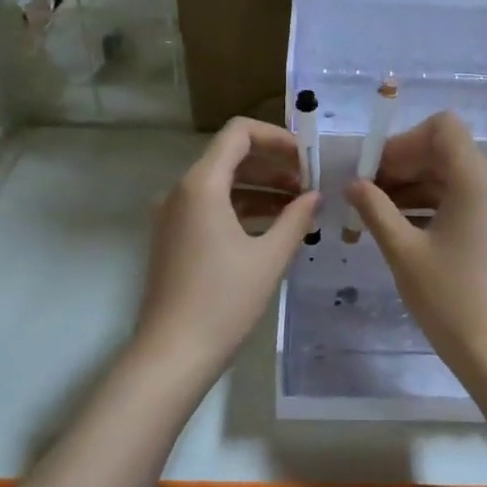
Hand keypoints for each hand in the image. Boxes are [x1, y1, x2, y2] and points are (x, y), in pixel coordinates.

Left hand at [131, 117, 318, 389]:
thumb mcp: (269, 257)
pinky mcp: (173, 237)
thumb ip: (296, 217)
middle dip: (273, 164)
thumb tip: (314, 195)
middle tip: (310, 184)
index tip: (307, 159)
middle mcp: (181, 191)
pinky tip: (273, 227)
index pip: (238, 133)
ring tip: (299, 207)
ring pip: (222, 184)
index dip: (277, 137)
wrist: (172, 354)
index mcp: (201, 185)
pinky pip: (211, 207)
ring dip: (261, 188)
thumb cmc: (224, 302)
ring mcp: (173, 215)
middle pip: (231, 156)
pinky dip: (242, 208)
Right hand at [344, 112, 486, 374]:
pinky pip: (461, 198)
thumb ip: (375, 208)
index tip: (374, 168)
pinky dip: (430, 202)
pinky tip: (399, 224)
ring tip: (374, 209)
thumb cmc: (448, 298)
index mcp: (475, 180)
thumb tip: (353, 184)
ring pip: (451, 174)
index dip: (404, 141)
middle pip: (445, 150)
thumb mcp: (403, 251)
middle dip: (403, 163)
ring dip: (413, 183)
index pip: (442, 128)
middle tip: (365, 190)